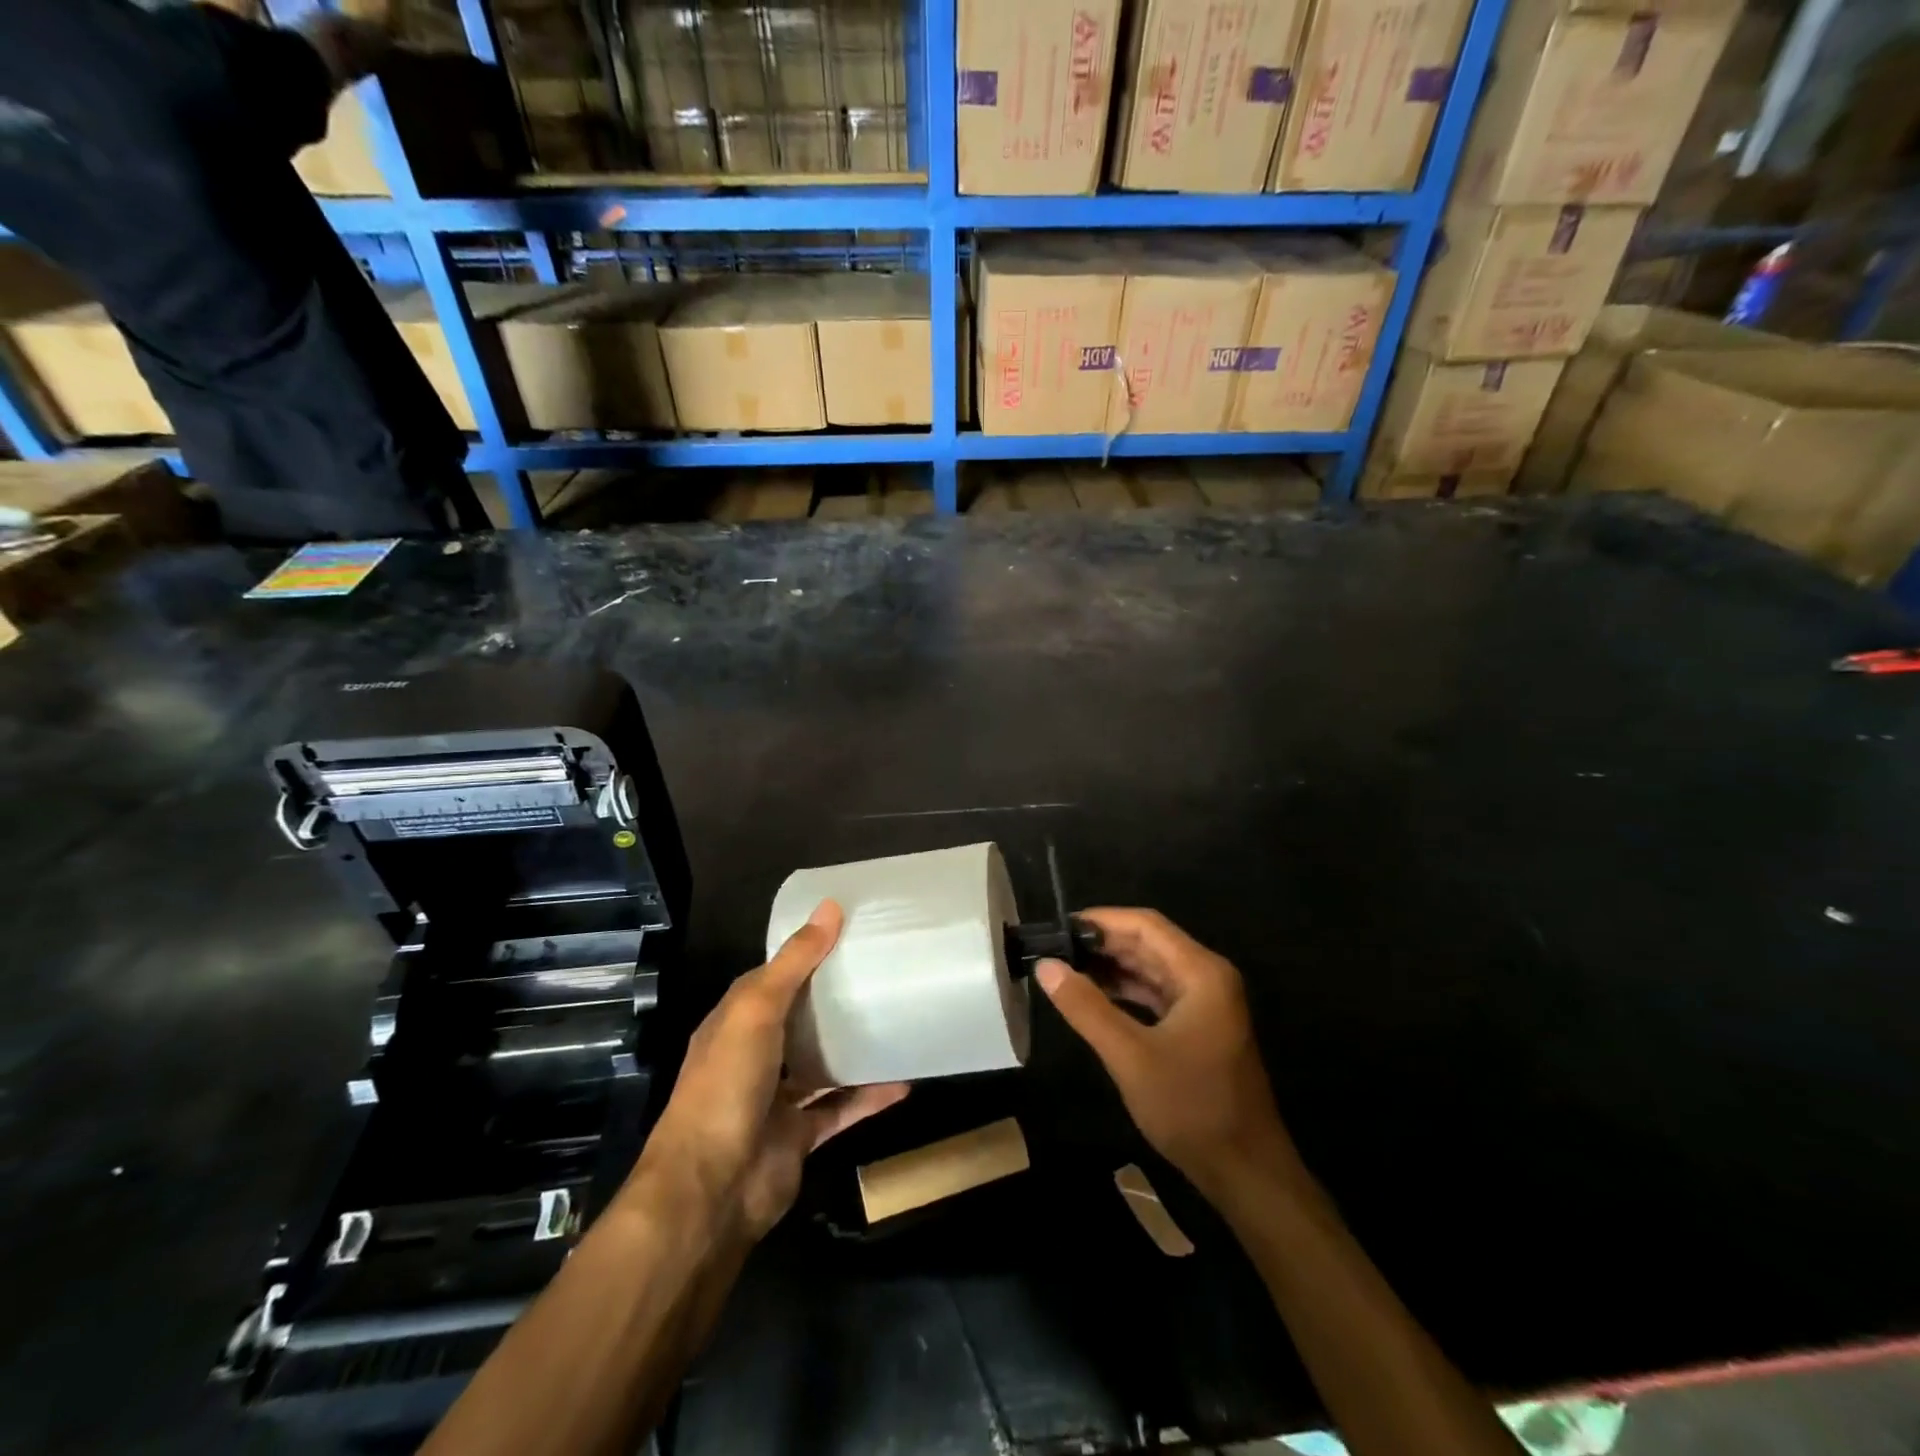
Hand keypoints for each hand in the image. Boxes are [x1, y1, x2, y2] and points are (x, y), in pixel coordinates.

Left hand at [632, 900, 908, 1240]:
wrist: (710, 1190)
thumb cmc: (727, 1085)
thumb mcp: (756, 1010)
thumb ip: (794, 962)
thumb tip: (830, 906)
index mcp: (735, 1022)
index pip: (773, 978)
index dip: (805, 954)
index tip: (849, 932)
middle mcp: (754, 1056)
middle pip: (800, 1019)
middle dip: (834, 999)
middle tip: (884, 972)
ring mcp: (776, 1098)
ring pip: (821, 1064)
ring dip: (853, 1048)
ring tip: (897, 1020)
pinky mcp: (799, 1136)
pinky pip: (841, 1109)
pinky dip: (869, 1096)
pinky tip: (904, 1080)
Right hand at [1035, 908, 1298, 1204]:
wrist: (1246, 1172)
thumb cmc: (1190, 1108)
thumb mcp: (1130, 1056)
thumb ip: (1086, 1007)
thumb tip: (1045, 966)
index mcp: (1201, 972)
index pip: (1146, 925)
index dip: (1101, 920)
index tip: (1058, 927)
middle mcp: (1207, 978)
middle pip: (1149, 943)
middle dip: (1103, 943)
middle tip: (1054, 948)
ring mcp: (1206, 1003)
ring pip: (1152, 968)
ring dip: (1112, 967)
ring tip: (1065, 968)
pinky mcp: (1200, 1026)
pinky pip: (1158, 994)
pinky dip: (1126, 991)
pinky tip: (1094, 996)